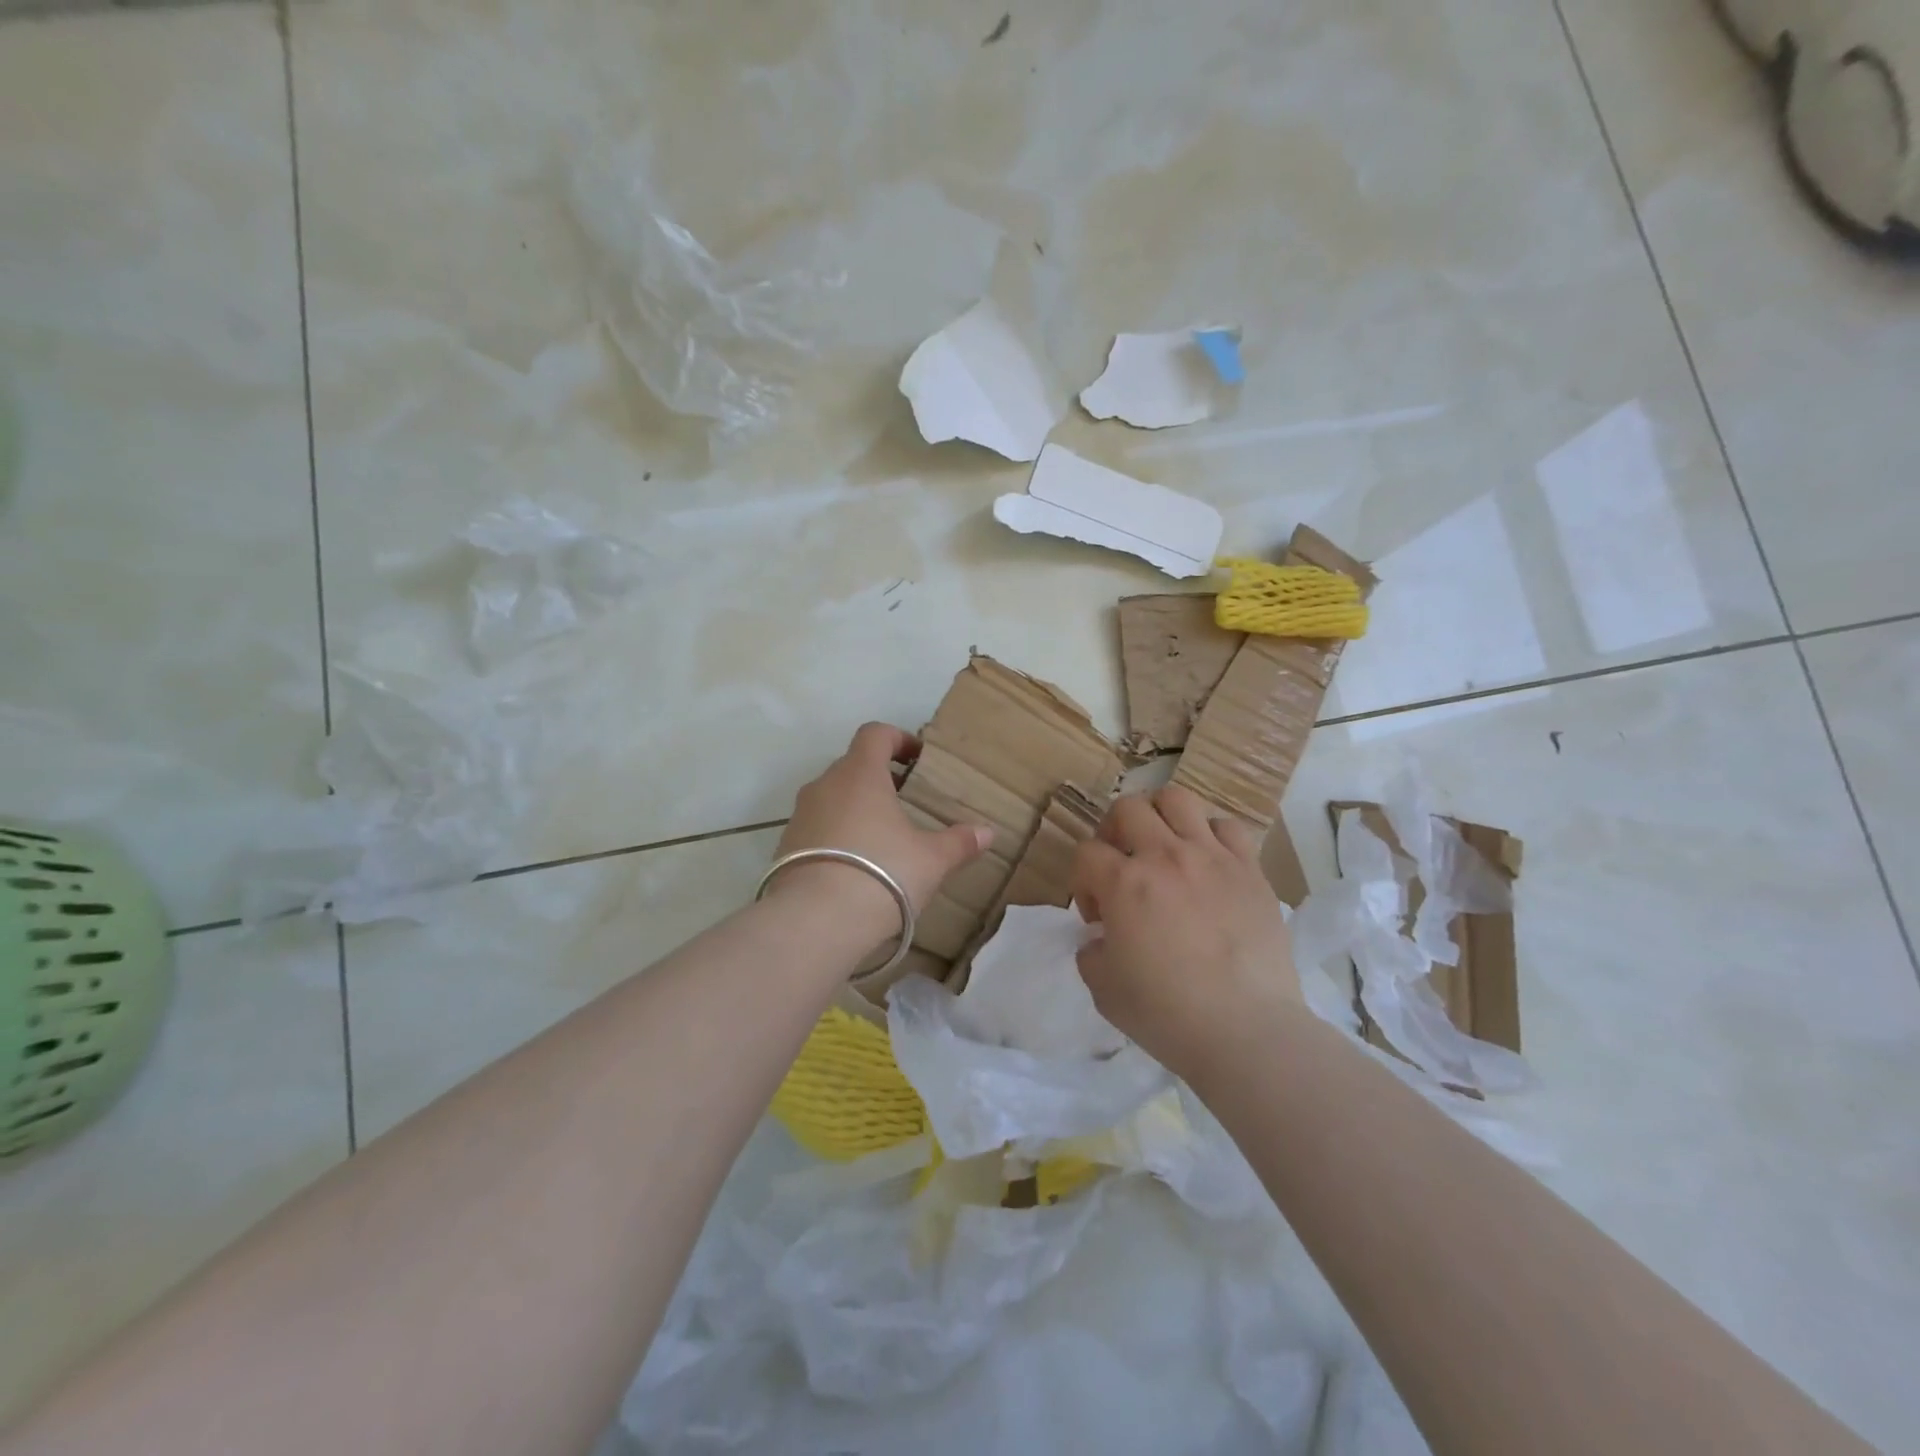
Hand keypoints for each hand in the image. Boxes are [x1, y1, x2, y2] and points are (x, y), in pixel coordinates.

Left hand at [770, 723, 993, 948]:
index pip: (875, 734)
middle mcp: (825, 785)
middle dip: (879, 778)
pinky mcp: (785, 847)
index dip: (898, 739)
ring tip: (882, 838)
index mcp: (860, 774)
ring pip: (832, 797)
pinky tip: (855, 866)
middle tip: (906, 802)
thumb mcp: (931, 860)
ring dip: (856, 808)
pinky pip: (816, 828)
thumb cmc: (882, 873)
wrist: (815, 921)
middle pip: (852, 765)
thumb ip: (959, 842)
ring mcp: (800, 815)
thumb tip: (987, 832)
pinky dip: (836, 835)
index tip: (917, 760)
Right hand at [1071, 784, 1300, 1076]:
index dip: (1082, 881)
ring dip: (1160, 817)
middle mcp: (1165, 856)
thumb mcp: (1103, 989)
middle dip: (1114, 833)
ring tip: (1163, 847)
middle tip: (1122, 866)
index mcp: (1124, 883)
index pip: (1085, 853)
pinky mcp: (1250, 869)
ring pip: (1177, 799)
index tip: (1097, 916)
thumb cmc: (1167, 1014)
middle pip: (1127, 808)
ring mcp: (1212, 857)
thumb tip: (1102, 938)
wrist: (1246, 1031)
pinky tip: (1208, 863)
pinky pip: (1228, 826)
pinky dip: (1210, 835)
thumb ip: (1092, 953)